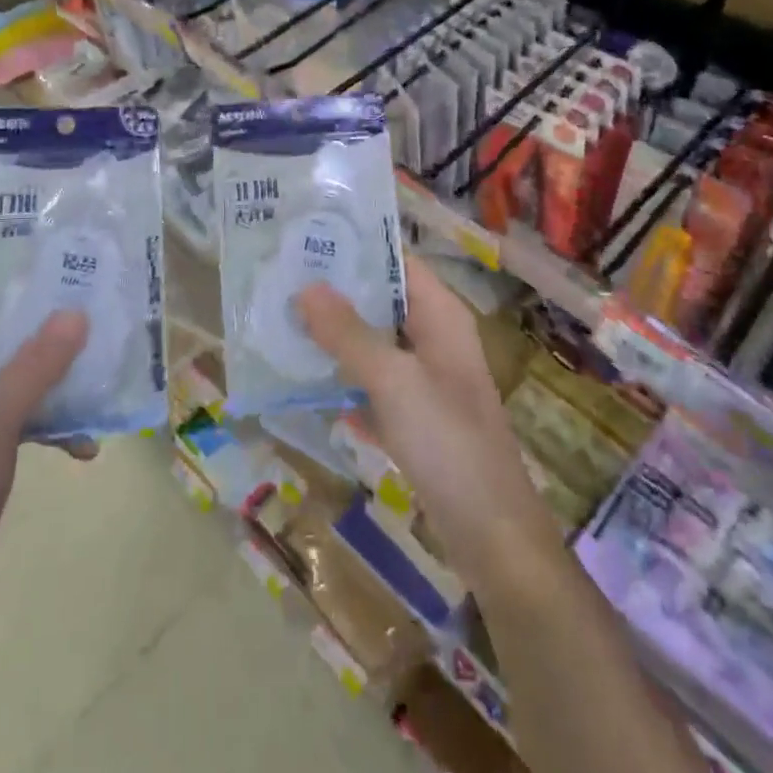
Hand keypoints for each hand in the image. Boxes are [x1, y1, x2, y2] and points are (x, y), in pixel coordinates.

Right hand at [294, 259, 559, 592]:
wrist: (491, 534)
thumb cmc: (447, 442)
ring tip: (282, 322)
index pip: (397, 261)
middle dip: (337, 293)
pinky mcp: (416, 416)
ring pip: (374, 344)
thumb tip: (305, 287)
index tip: (306, 239)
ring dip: (336, 337)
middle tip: (281, 280)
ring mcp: (426, 379)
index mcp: (441, 315)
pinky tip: (306, 381)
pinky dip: (346, 379)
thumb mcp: (393, 381)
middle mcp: (435, 338)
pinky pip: (374, 384)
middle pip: (382, 301)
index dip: (356, 248)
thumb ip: (348, 334)